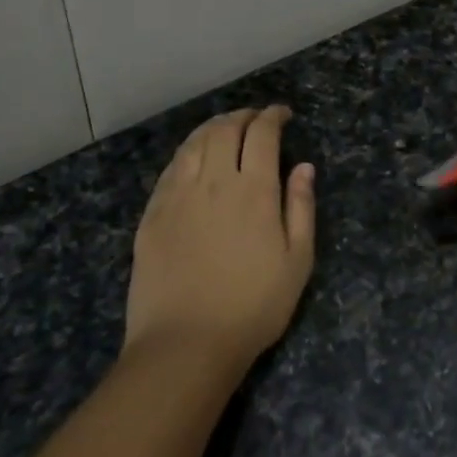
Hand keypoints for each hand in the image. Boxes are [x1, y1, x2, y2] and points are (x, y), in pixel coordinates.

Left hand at [124, 106, 315, 370]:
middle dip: (243, 115)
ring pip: (194, 144)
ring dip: (213, 127)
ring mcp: (178, 196)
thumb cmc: (254, 305)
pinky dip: (188, 152)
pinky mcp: (152, 215)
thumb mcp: (298, 260)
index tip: (283, 114)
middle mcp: (214, 182)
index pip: (262, 134)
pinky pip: (171, 169)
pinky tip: (194, 159)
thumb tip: (304, 167)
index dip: (273, 117)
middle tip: (256, 118)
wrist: (186, 342)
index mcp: (255, 191)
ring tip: (226, 128)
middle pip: (224, 130)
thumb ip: (302, 207)